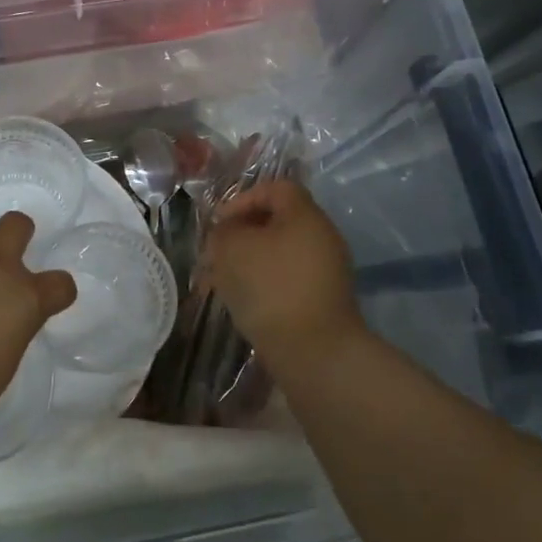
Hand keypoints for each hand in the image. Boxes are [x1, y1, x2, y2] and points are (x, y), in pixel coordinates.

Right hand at [203, 180, 364, 374]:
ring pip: (278, 254)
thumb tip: (227, 233)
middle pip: (276, 223)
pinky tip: (241, 304)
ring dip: (248, 263)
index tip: (219, 224)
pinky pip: (286, 280)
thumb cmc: (271, 287)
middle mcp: (321, 237)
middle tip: (215, 255)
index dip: (242, 199)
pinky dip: (263, 285)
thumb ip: (223, 232)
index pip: (275, 188)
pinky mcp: (323, 301)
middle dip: (241, 235)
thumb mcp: (232, 249)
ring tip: (219, 283)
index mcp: (305, 215)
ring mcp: (326, 271)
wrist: (314, 352)